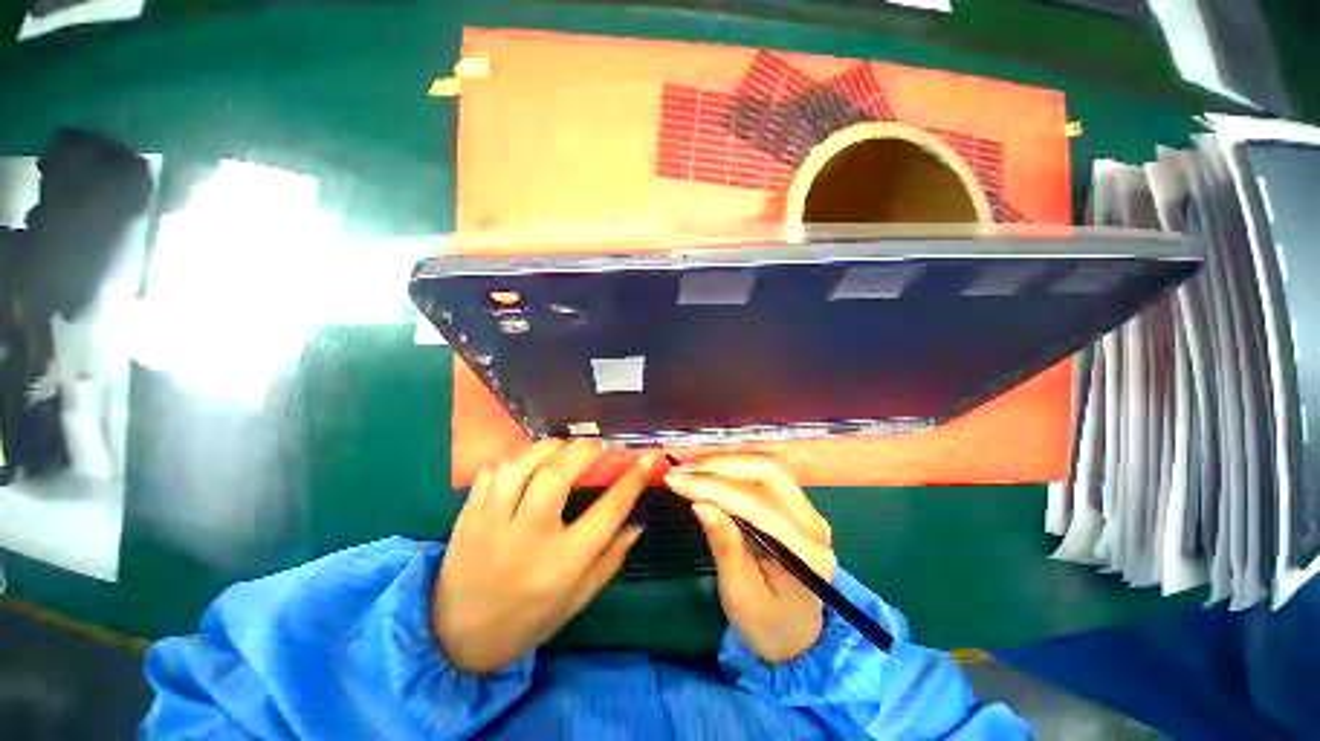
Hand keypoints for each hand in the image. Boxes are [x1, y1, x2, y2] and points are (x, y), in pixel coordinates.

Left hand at [434, 439, 656, 673]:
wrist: (457, 639)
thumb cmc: (529, 619)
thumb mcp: (579, 598)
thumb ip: (611, 558)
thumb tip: (639, 522)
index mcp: (562, 564)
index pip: (608, 511)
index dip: (632, 479)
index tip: (648, 458)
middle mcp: (528, 537)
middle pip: (558, 475)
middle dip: (585, 451)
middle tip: (597, 448)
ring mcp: (492, 522)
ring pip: (523, 464)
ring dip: (550, 448)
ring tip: (564, 450)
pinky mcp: (469, 514)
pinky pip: (493, 470)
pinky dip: (515, 459)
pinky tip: (528, 464)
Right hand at [665, 455, 834, 663]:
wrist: (797, 634)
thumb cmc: (767, 623)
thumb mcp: (739, 594)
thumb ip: (724, 544)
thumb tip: (699, 501)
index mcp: (806, 553)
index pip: (757, 504)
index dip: (713, 487)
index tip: (676, 480)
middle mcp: (814, 521)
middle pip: (768, 471)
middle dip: (720, 465)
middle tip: (681, 469)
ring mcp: (808, 508)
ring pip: (766, 464)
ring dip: (725, 461)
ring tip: (690, 467)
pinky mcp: (796, 501)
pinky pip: (764, 472)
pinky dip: (733, 466)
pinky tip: (709, 470)